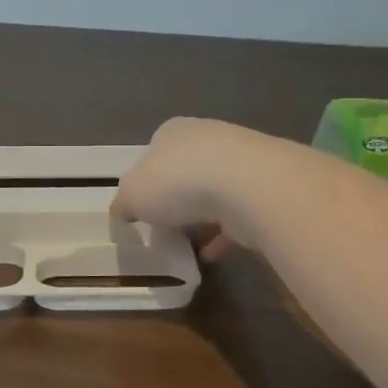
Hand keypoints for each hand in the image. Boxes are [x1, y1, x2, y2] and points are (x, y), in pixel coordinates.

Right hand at [112, 117, 275, 259]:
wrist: (247, 186)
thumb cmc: (178, 182)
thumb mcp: (132, 194)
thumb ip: (124, 203)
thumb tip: (122, 212)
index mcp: (172, 131)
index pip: (154, 153)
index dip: (146, 182)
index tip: (142, 210)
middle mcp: (207, 138)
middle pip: (186, 172)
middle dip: (176, 201)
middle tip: (165, 229)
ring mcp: (241, 161)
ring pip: (215, 192)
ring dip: (202, 218)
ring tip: (189, 246)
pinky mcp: (264, 187)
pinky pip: (238, 214)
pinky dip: (224, 234)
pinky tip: (212, 255)